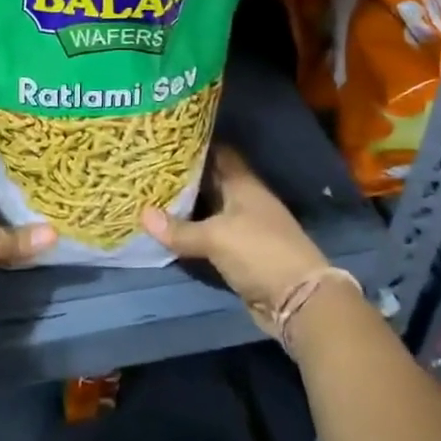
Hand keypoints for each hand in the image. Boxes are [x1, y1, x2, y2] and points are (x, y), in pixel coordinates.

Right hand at [141, 146, 328, 329]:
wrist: (299, 301)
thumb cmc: (260, 252)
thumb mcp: (216, 238)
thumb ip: (180, 229)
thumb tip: (142, 215)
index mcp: (243, 184)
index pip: (218, 152)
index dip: (195, 144)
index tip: (167, 139)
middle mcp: (244, 200)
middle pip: (211, 181)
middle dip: (184, 175)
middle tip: (149, 166)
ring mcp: (244, 227)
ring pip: (209, 209)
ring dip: (186, 206)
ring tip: (151, 194)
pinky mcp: (240, 253)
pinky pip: (210, 236)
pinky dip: (192, 233)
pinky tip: (168, 230)